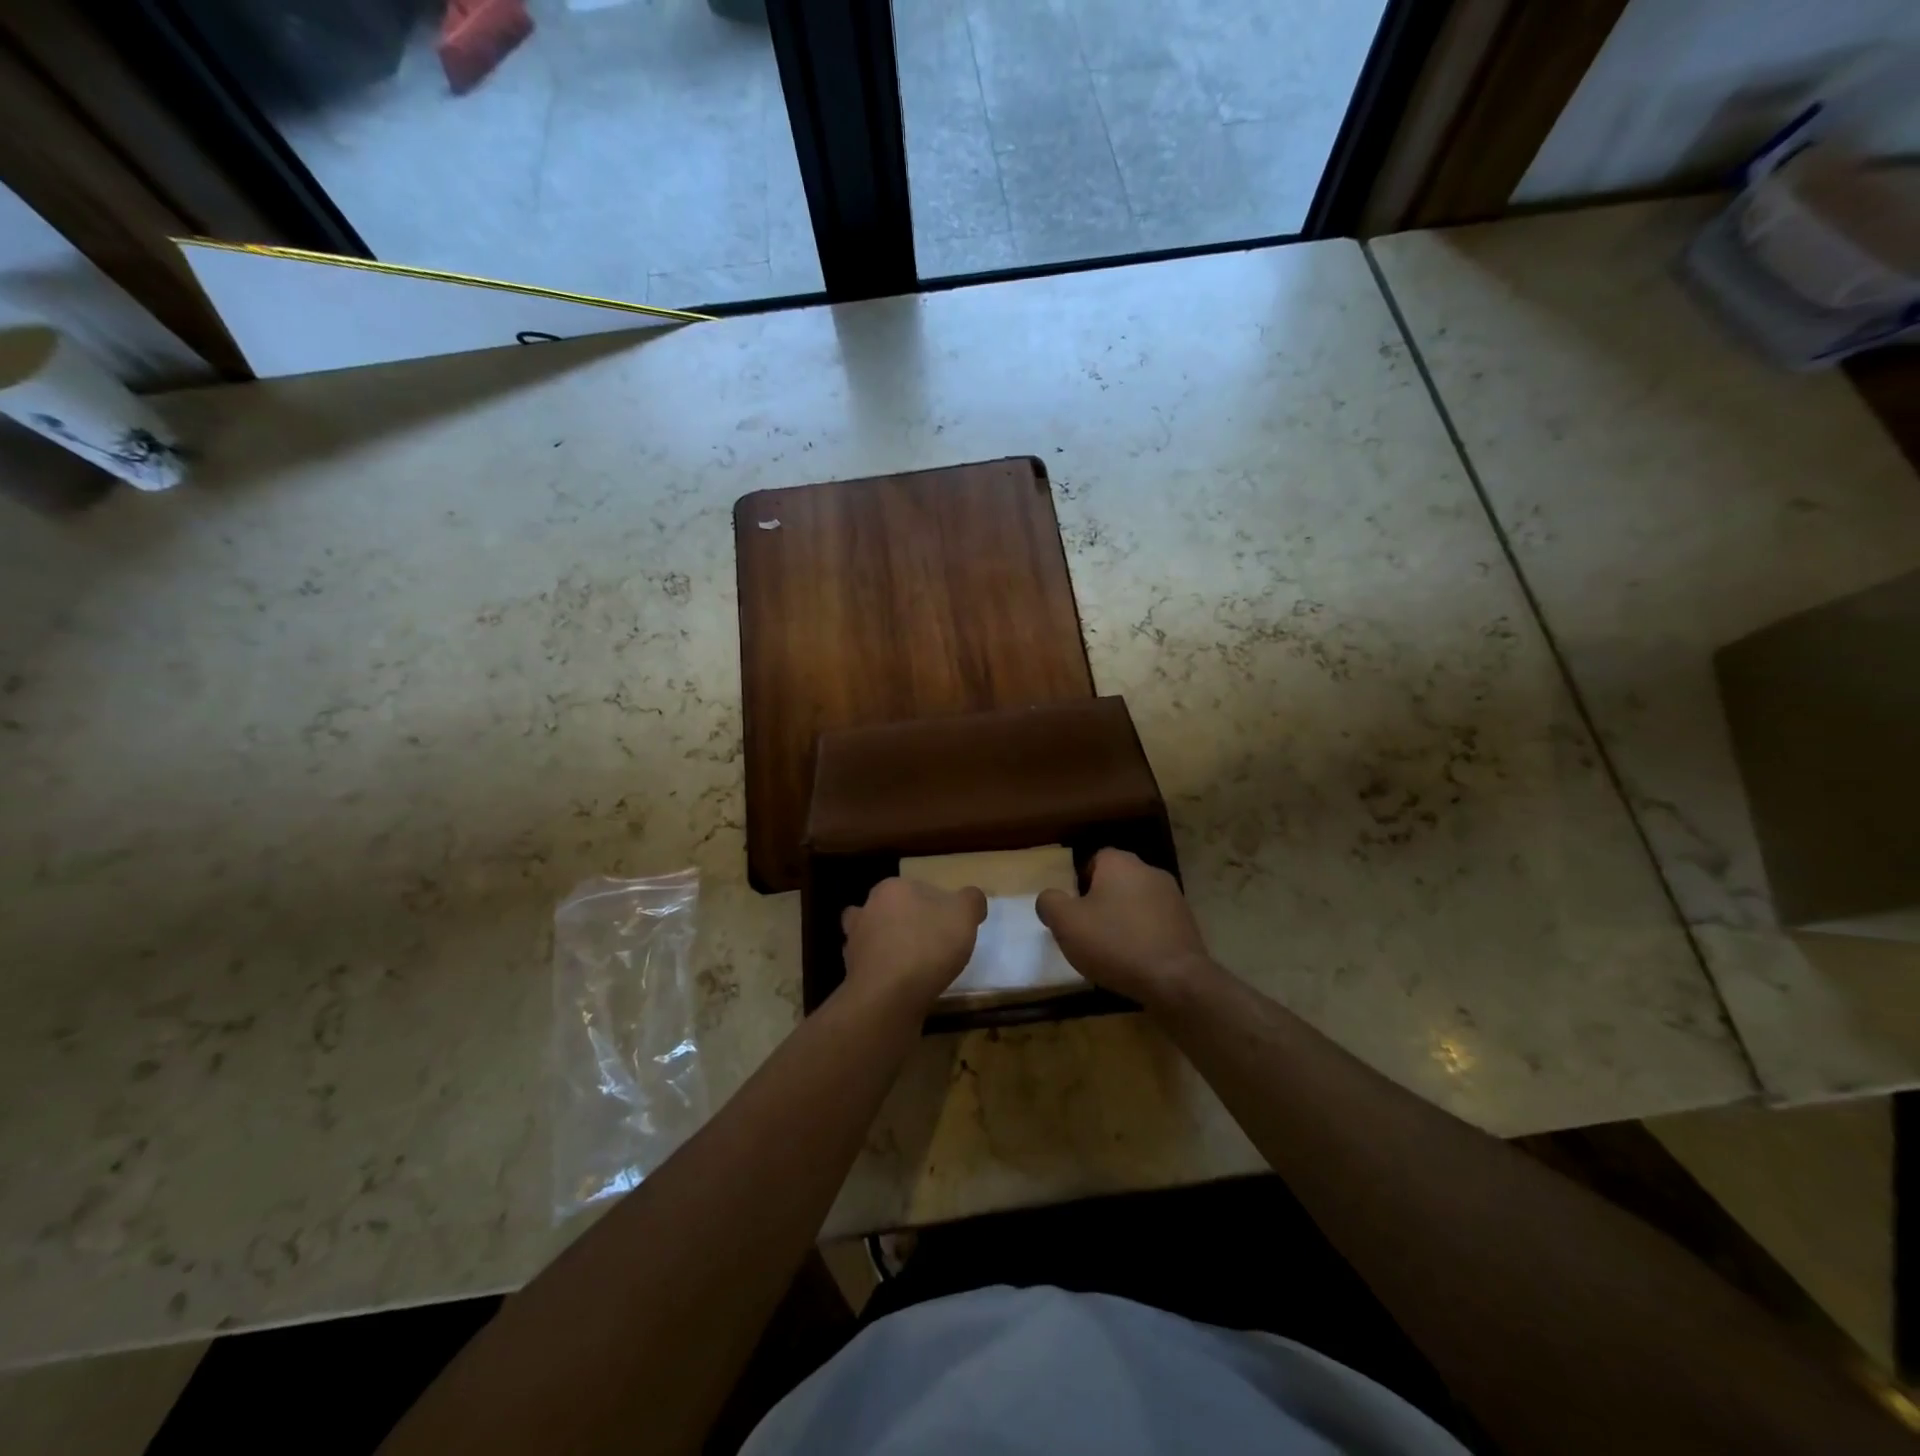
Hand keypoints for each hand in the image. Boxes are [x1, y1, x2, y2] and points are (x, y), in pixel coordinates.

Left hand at [841, 878, 986, 1015]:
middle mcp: (867, 909)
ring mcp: (854, 941)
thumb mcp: (964, 915)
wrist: (889, 995)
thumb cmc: (928, 945)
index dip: (936, 905)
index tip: (950, 926)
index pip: (918, 889)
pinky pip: (871, 966)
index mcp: (892, 888)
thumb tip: (972, 899)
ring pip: (874, 936)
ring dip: (888, 946)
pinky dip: (883, 972)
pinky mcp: (851, 972)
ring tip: (912, 964)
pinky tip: (899, 985)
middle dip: (907, 922)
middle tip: (931, 943)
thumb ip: (971, 901)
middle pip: (891, 910)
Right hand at [1036, 848, 1213, 1007]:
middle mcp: (1149, 871)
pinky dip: (1144, 935)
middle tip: (1088, 929)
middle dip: (1102, 901)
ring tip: (1112, 949)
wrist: (1175, 979)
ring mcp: (1173, 897)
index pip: (1095, 859)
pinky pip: (1156, 923)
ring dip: (1124, 918)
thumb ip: (1050, 903)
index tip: (1074, 909)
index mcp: (1120, 863)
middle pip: (1117, 880)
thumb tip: (1050, 898)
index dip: (1080, 882)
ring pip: (1137, 901)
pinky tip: (1136, 960)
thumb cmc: (1115, 943)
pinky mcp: (1187, 923)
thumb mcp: (1066, 923)